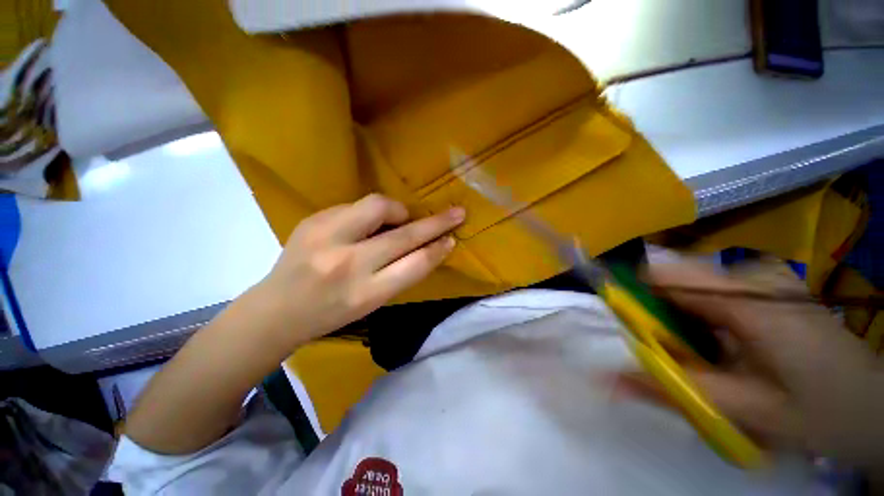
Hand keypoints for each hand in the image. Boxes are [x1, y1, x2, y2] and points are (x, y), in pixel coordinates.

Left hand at [254, 193, 464, 341]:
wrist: (276, 310)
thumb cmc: (330, 314)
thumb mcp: (371, 304)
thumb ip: (399, 274)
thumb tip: (425, 245)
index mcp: (365, 294)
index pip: (414, 266)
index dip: (437, 251)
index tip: (452, 239)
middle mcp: (347, 264)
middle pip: (403, 236)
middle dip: (435, 223)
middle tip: (455, 213)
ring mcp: (326, 237)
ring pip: (378, 206)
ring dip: (399, 211)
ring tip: (401, 219)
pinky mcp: (313, 220)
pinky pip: (356, 206)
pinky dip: (372, 212)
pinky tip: (368, 224)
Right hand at [626, 261, 883, 471]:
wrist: (877, 408)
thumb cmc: (819, 412)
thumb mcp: (745, 410)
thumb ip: (673, 389)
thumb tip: (608, 380)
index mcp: (746, 299)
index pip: (662, 275)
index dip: (631, 292)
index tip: (623, 322)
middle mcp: (750, 275)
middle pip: (675, 280)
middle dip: (661, 314)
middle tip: (673, 354)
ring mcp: (762, 278)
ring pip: (692, 287)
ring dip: (682, 318)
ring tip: (703, 357)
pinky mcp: (767, 287)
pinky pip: (713, 293)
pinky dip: (703, 317)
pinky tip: (725, 347)